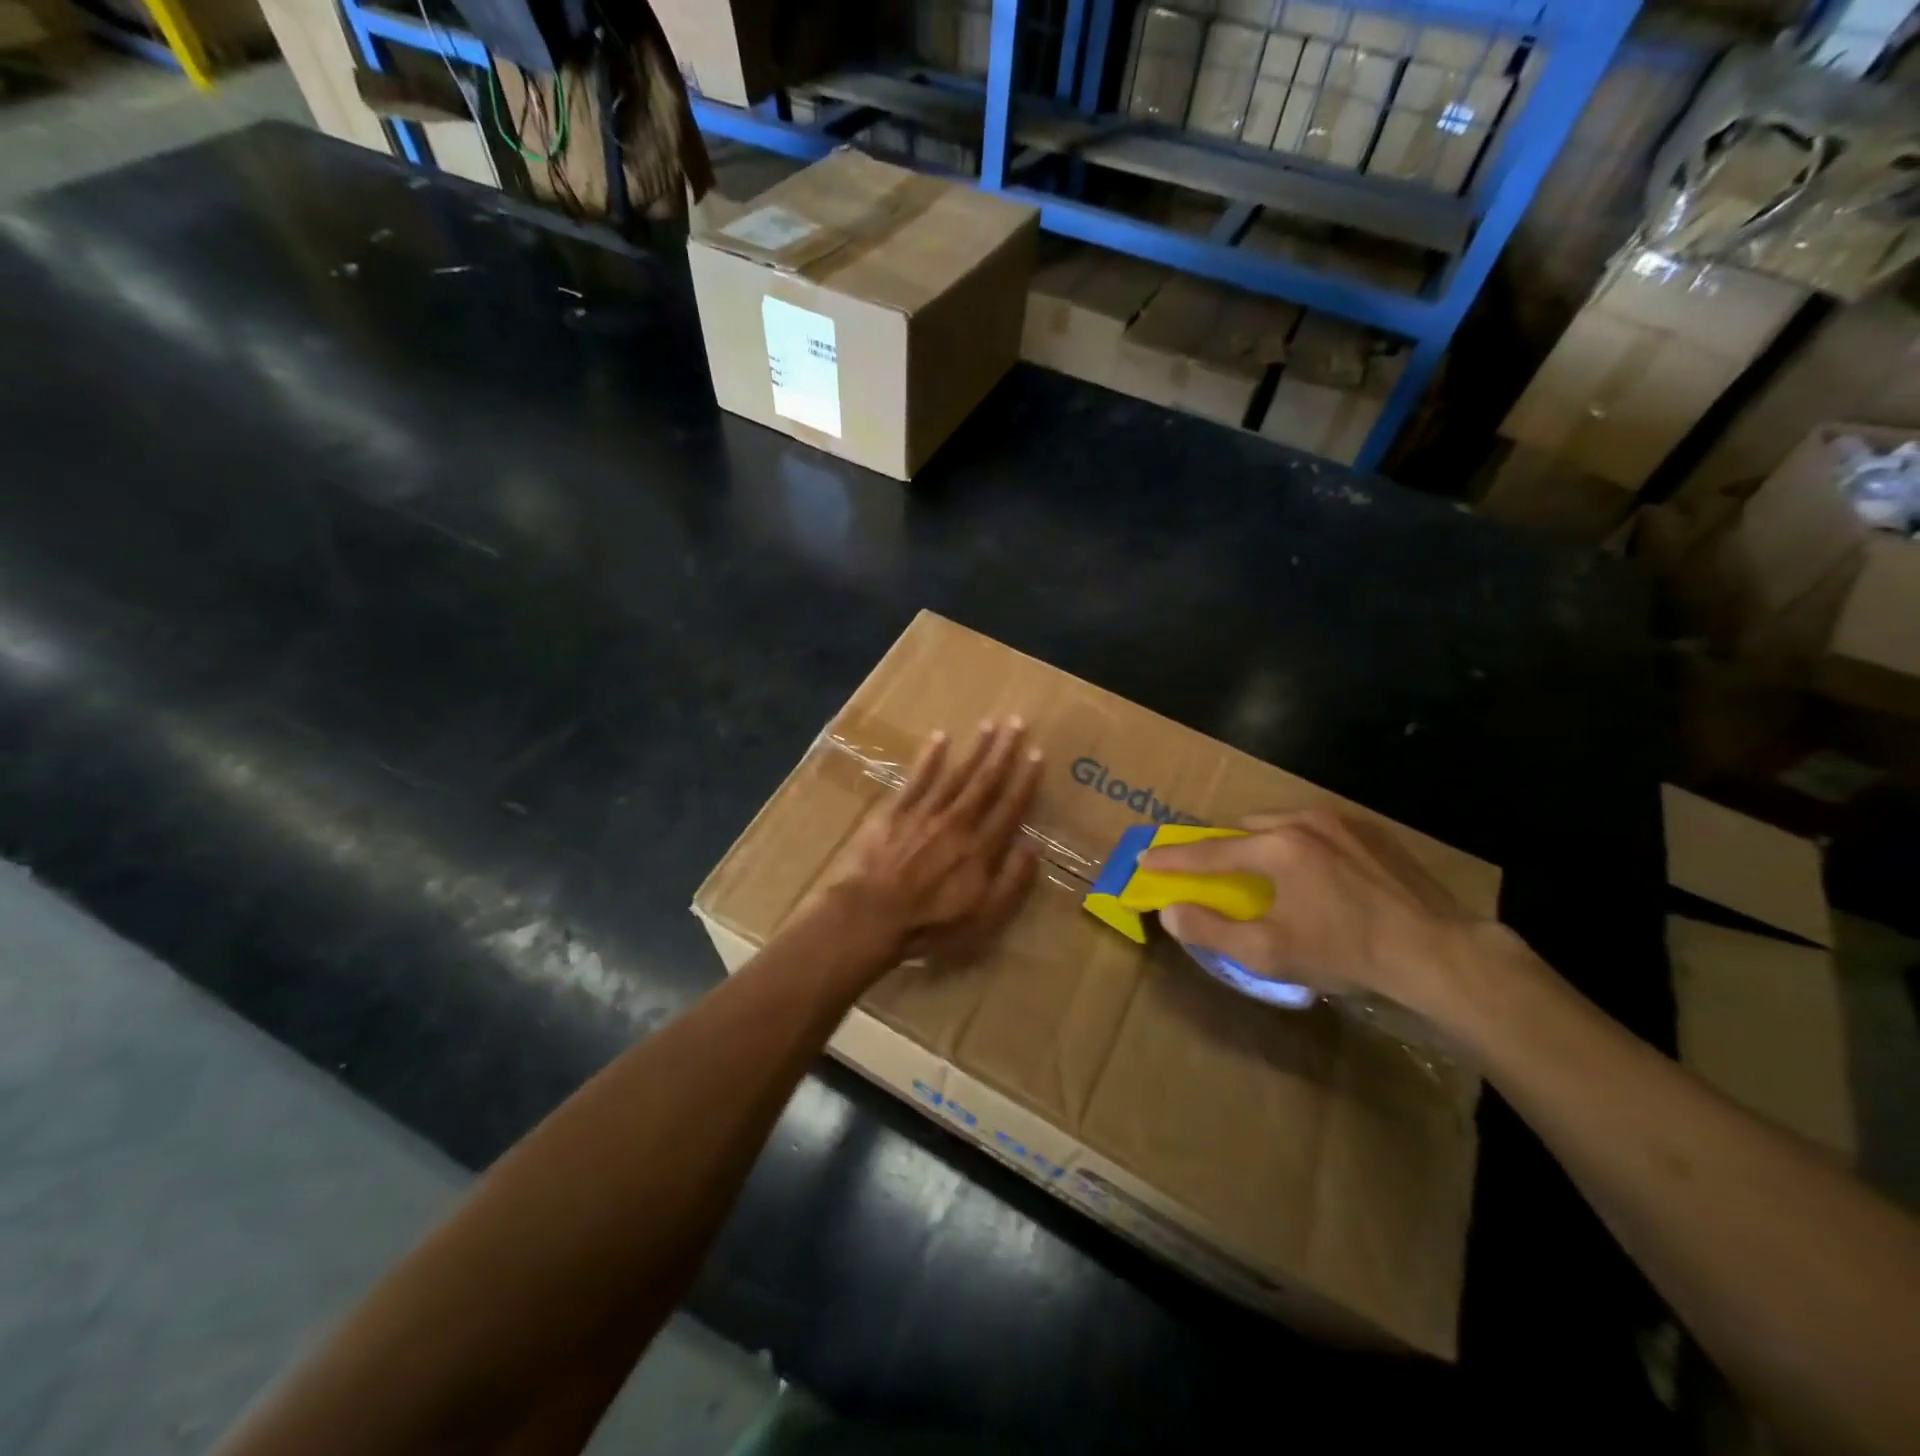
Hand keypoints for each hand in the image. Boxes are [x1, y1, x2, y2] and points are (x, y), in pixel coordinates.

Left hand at [817, 718, 1041, 967]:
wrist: (871, 916)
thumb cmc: (930, 924)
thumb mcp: (984, 916)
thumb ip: (1012, 881)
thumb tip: (1033, 846)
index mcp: (980, 848)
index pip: (1010, 807)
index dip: (1025, 780)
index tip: (1037, 754)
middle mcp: (957, 822)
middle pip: (984, 781)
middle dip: (1002, 751)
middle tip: (1016, 723)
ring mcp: (925, 813)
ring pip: (955, 774)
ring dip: (974, 749)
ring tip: (988, 724)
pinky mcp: (895, 811)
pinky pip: (917, 778)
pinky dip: (930, 757)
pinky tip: (940, 738)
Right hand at [1139, 809, 1496, 1026]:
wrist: (1438, 952)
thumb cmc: (1346, 952)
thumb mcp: (1269, 952)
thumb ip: (1211, 929)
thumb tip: (1170, 911)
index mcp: (1275, 848)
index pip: (1209, 853)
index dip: (1173, 859)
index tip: (1146, 857)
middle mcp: (1303, 822)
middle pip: (1244, 828)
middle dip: (1224, 847)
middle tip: (1216, 871)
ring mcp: (1341, 822)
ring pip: (1282, 823)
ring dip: (1262, 843)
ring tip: (1267, 872)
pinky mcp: (1371, 831)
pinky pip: (1317, 828)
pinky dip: (1300, 844)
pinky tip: (1315, 872)